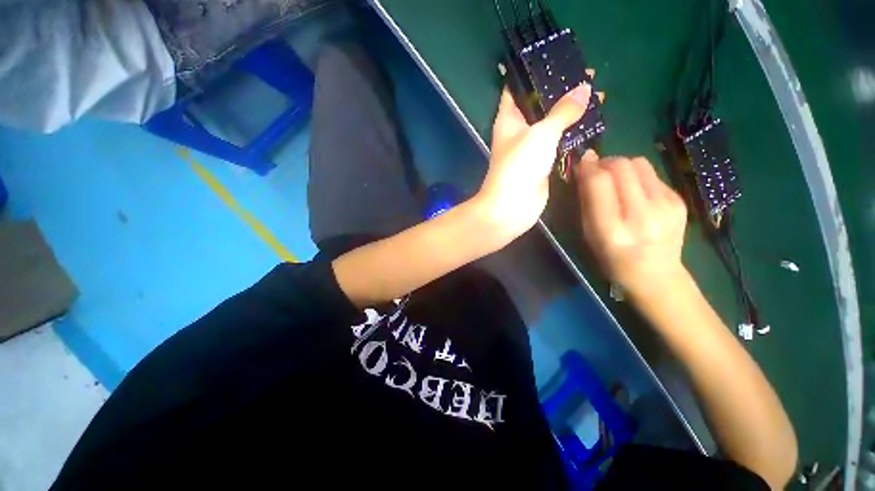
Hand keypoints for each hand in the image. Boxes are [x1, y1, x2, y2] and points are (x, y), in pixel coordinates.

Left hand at [475, 84, 592, 241]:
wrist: (512, 207)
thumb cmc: (519, 166)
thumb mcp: (541, 133)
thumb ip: (563, 111)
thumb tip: (584, 89)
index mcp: (509, 119)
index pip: (518, 88)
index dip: (536, 73)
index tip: (559, 60)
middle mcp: (518, 131)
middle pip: (540, 105)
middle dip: (562, 91)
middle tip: (590, 77)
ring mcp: (531, 149)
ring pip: (552, 124)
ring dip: (572, 113)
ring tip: (599, 96)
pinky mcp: (542, 164)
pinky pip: (560, 144)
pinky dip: (574, 134)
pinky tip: (594, 124)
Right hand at [575, 154, 687, 299]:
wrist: (655, 275)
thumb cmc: (611, 259)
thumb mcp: (588, 235)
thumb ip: (586, 201)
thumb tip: (585, 167)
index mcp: (612, 229)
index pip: (600, 182)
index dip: (588, 167)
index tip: (582, 162)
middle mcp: (642, 215)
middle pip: (622, 166)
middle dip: (604, 162)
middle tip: (596, 171)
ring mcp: (666, 206)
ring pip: (639, 163)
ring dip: (622, 166)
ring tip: (615, 180)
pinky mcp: (679, 200)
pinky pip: (652, 174)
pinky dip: (637, 177)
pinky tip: (634, 193)